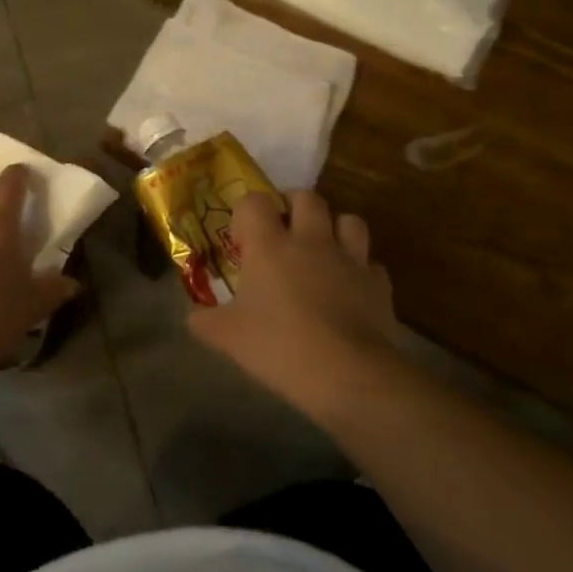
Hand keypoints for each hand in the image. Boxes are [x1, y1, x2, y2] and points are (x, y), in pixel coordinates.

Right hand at [188, 190, 401, 416]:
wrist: (348, 374)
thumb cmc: (279, 347)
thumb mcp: (227, 337)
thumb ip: (204, 321)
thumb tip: (194, 316)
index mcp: (270, 245)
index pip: (255, 201)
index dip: (246, 213)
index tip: (242, 241)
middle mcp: (311, 240)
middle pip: (307, 197)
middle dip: (293, 207)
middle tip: (283, 232)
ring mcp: (349, 259)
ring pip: (348, 220)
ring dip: (334, 229)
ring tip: (322, 251)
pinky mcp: (378, 284)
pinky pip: (370, 264)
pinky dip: (359, 270)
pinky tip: (349, 289)